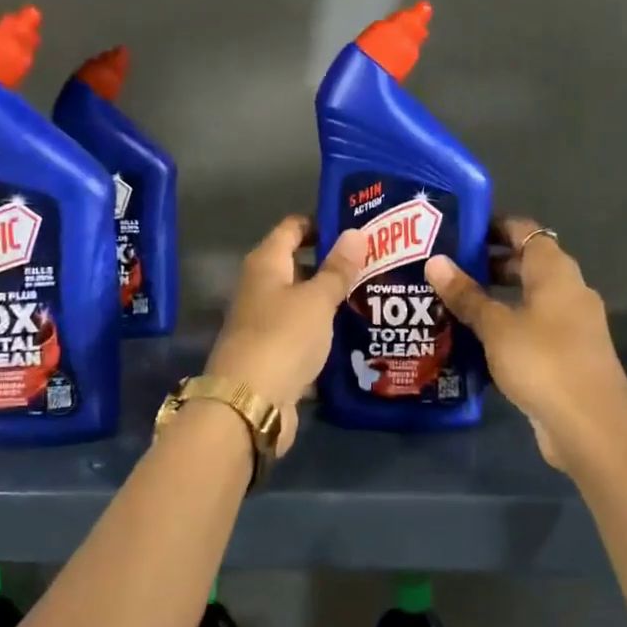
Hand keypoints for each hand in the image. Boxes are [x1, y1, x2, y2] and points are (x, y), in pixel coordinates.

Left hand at [204, 215, 365, 456]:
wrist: (250, 403)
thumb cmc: (283, 338)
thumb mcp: (317, 300)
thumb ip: (338, 269)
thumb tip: (356, 232)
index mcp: (266, 264)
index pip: (293, 227)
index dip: (321, 222)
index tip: (357, 226)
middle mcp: (261, 287)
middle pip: (298, 264)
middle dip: (334, 263)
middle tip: (376, 260)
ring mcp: (265, 321)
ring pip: (303, 300)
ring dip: (332, 298)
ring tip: (374, 293)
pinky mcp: (274, 352)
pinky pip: (304, 331)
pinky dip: (325, 329)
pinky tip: (356, 331)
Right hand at [424, 217, 626, 471]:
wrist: (591, 427)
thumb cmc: (543, 362)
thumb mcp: (496, 327)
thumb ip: (466, 295)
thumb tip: (435, 261)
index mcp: (556, 272)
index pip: (524, 231)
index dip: (493, 226)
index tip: (457, 231)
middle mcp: (569, 290)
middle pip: (526, 263)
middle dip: (488, 263)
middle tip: (445, 268)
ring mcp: (572, 324)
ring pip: (528, 298)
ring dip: (495, 297)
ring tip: (452, 302)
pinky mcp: (568, 354)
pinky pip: (533, 326)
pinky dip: (507, 325)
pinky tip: (475, 339)